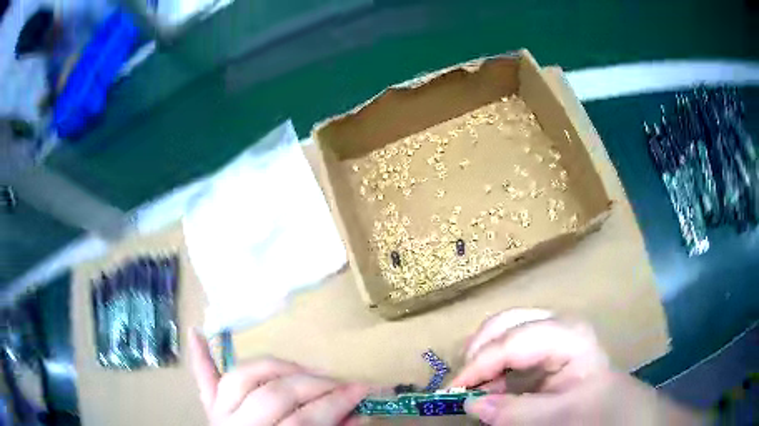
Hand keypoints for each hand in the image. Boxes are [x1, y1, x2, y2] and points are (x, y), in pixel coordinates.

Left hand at [189, 330, 367, 425]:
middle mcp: (237, 425)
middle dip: (312, 384)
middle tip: (338, 380)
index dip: (335, 402)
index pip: (305, 419)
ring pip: (241, 378)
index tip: (362, 388)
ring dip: (273, 366)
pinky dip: (199, 356)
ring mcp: (219, 412)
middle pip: (274, 395)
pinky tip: (196, 332)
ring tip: (299, 367)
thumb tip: (360, 412)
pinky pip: (203, 379)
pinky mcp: (209, 407)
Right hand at [451, 309, 701, 424]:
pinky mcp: (544, 340)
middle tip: (463, 386)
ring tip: (476, 388)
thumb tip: (470, 403)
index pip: (513, 342)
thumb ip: (515, 412)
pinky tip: (491, 384)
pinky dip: (493, 362)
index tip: (453, 392)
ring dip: (483, 358)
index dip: (479, 365)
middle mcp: (556, 322)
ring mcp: (550, 328)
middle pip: (504, 323)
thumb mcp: (557, 416)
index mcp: (567, 335)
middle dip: (478, 354)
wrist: (613, 403)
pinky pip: (509, 342)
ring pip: (502, 329)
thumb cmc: (593, 408)